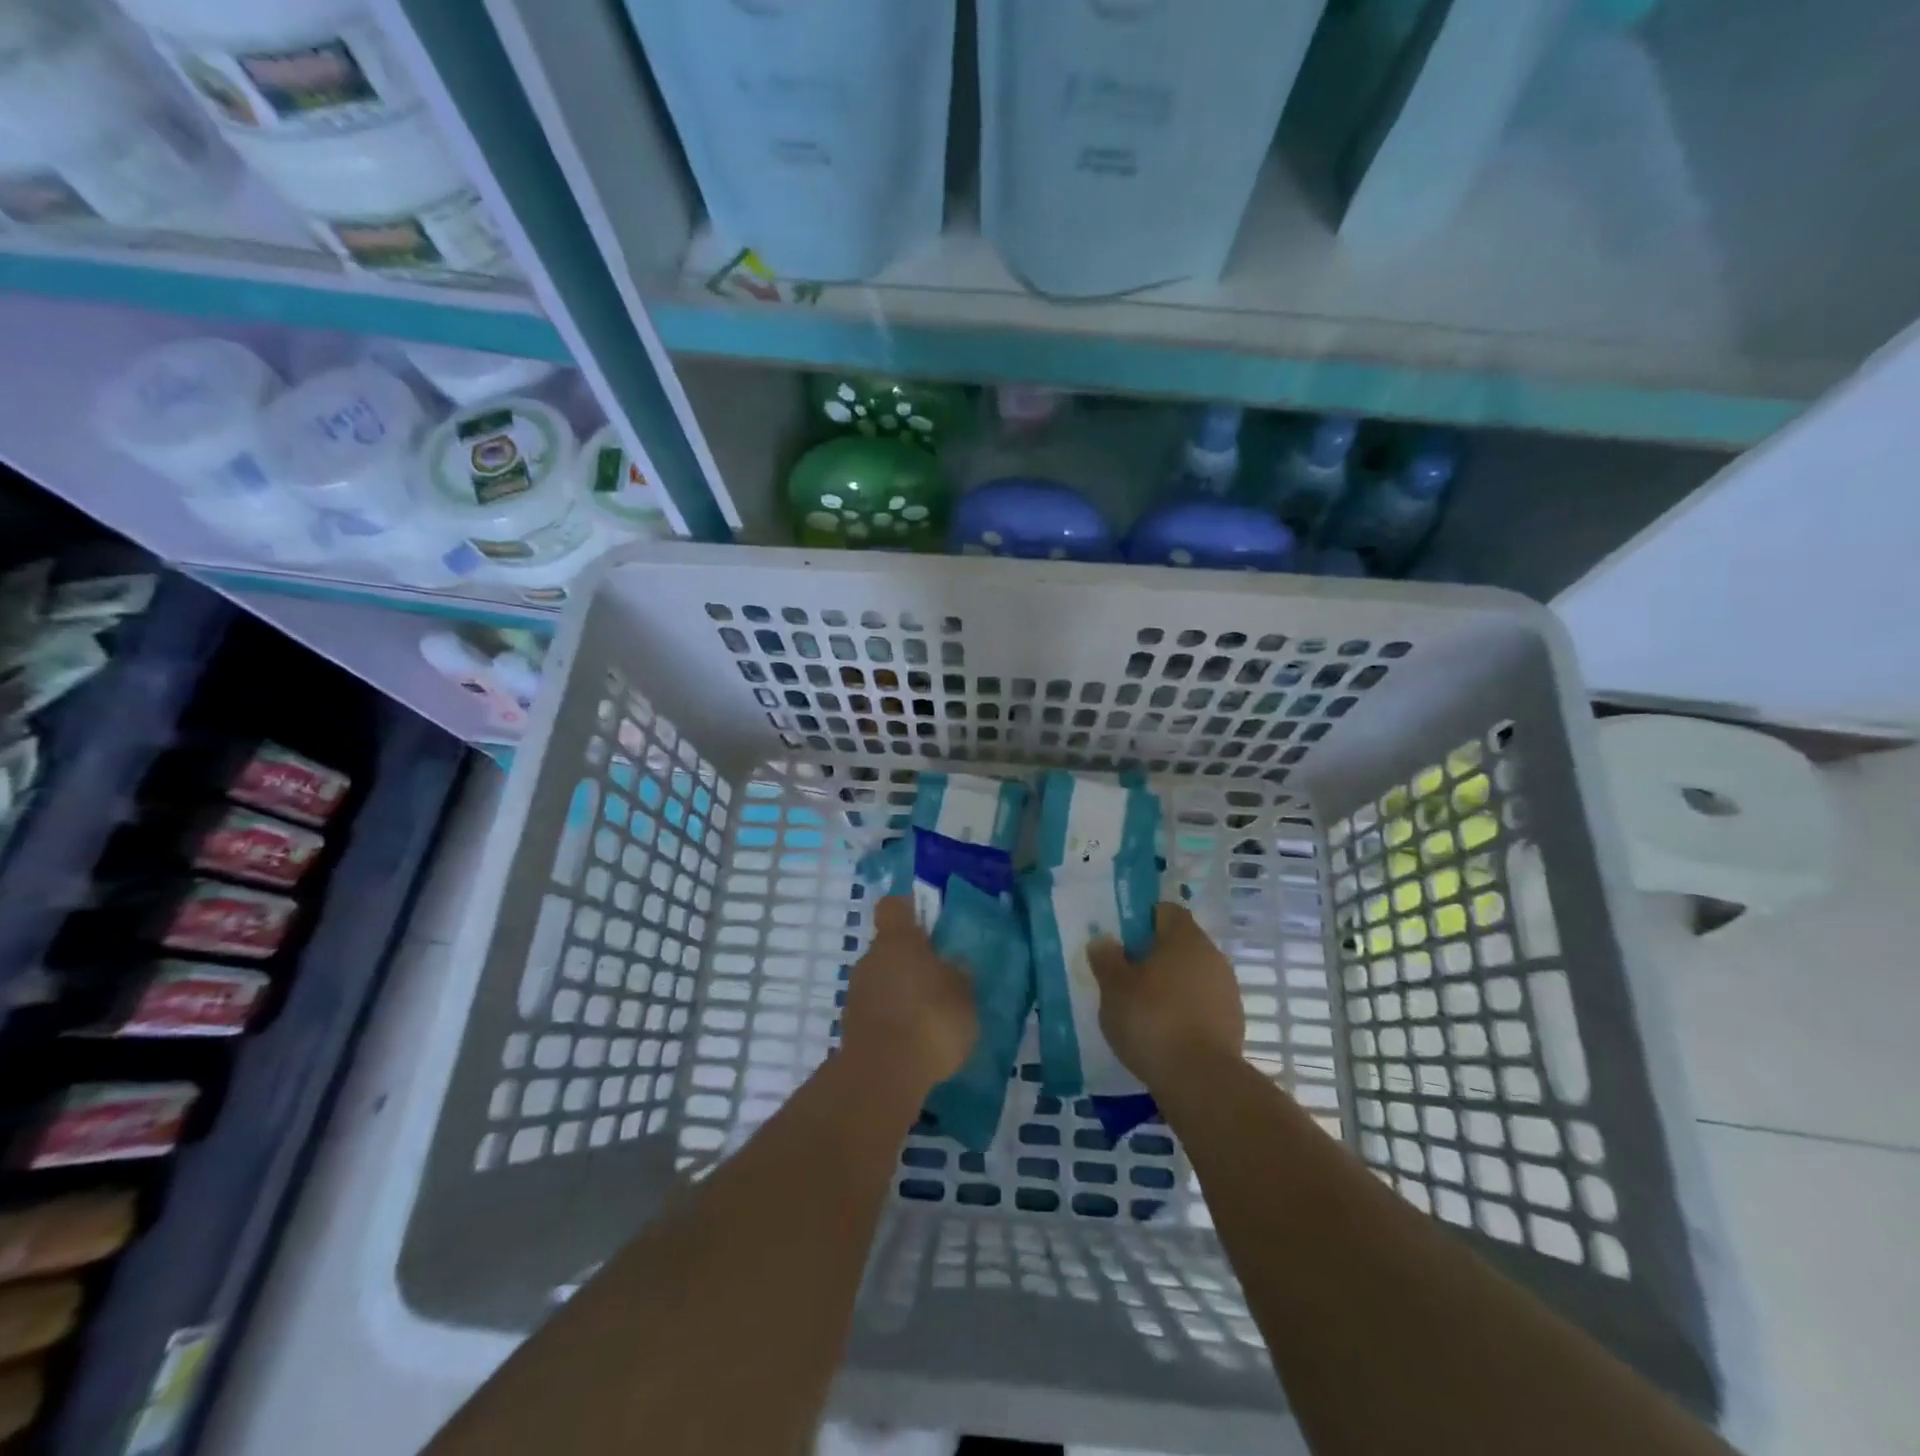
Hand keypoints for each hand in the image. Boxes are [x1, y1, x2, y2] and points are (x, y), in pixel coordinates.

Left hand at [839, 896, 976, 1100]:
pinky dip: (891, 1019)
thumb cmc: (930, 1020)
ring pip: (881, 980)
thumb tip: (951, 966)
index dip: (907, 909)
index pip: (894, 906)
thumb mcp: (963, 996)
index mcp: (898, 940)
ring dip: (900, 992)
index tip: (923, 919)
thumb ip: (958, 976)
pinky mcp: (850, 1026)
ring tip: (927, 1017)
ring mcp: (856, 993)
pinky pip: (876, 1011)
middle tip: (938, 981)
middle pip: (888, 947)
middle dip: (909, 960)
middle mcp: (871, 958)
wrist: (882, 1076)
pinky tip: (912, 1041)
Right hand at [1087, 902, 1243, 1091]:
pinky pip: (1202, 1003)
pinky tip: (1164, 1031)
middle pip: (1180, 943)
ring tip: (1142, 1007)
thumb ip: (1107, 959)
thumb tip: (1104, 940)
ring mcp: (1227, 989)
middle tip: (1126, 975)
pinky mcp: (1233, 1022)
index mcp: (1184, 937)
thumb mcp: (1114, 988)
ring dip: (1170, 984)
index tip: (1123, 940)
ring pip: (1192, 974)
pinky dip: (1184, 1010)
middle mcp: (1212, 955)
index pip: (1165, 911)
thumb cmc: (1152, 1020)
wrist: (1201, 1080)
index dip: (1143, 920)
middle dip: (1154, 955)